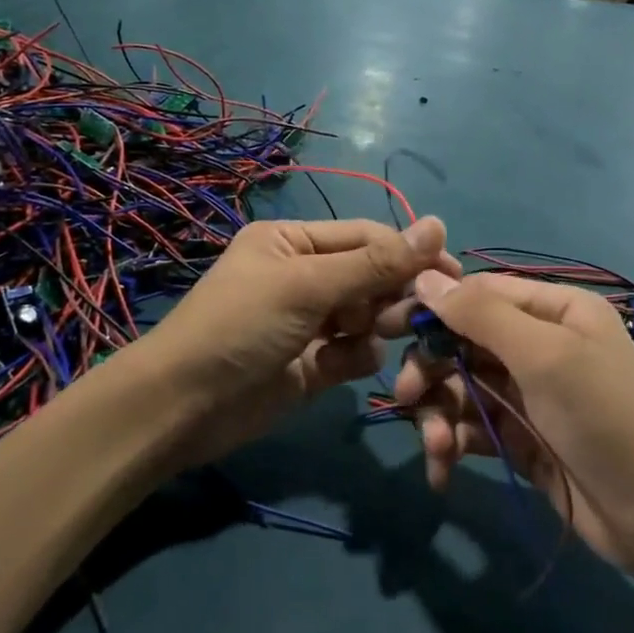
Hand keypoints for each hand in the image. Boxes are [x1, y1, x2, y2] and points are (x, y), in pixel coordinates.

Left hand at [139, 217, 455, 467]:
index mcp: (296, 241)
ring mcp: (310, 321)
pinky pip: (355, 351)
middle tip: (408, 317)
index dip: (409, 252)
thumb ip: (376, 262)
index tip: (451, 273)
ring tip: (362, 340)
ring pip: (370, 316)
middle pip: (373, 277)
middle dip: (390, 296)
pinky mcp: (314, 363)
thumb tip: (439, 224)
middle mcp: (306, 275)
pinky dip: (355, 357)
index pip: (368, 237)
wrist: (182, 408)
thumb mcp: (308, 286)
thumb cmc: (241, 326)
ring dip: (375, 327)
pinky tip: (336, 367)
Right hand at [392, 272, 633, 574]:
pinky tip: (443, 468)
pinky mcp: (520, 437)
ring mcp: (529, 393)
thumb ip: (481, 315)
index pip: (481, 293)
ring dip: (440, 413)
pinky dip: (454, 442)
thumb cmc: (603, 417)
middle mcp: (540, 343)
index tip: (388, 327)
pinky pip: (473, 426)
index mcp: (555, 309)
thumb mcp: (544, 355)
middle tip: (408, 398)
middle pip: (465, 341)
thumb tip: (424, 276)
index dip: (434, 308)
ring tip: (437, 447)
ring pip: (463, 386)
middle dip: (434, 368)